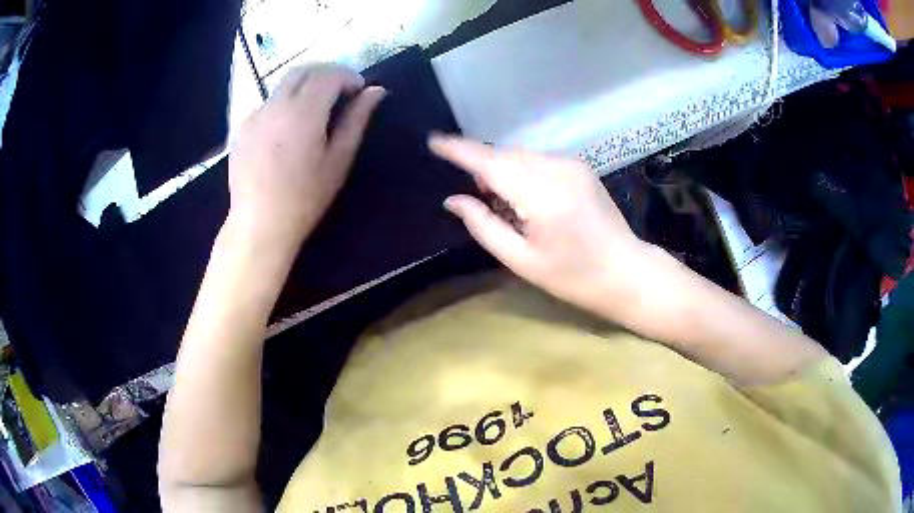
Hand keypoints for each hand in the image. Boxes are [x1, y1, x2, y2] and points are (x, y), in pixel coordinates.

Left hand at [227, 64, 385, 252]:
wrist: (259, 223)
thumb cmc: (305, 197)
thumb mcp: (338, 160)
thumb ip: (356, 120)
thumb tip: (375, 91)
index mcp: (303, 112)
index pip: (328, 74)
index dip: (348, 76)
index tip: (359, 90)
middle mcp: (276, 105)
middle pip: (303, 70)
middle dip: (326, 73)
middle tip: (340, 91)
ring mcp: (255, 115)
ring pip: (283, 85)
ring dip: (304, 87)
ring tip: (315, 111)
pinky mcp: (242, 128)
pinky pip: (268, 103)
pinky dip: (284, 104)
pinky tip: (288, 130)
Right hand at [430, 136, 651, 321]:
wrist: (625, 271)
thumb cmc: (573, 276)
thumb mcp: (521, 260)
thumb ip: (483, 226)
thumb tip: (453, 200)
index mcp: (542, 197)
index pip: (490, 163)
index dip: (460, 150)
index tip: (434, 142)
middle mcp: (557, 170)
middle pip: (504, 155)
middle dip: (482, 167)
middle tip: (477, 197)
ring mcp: (571, 164)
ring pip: (520, 155)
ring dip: (503, 170)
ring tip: (505, 203)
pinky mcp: (579, 166)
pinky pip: (538, 159)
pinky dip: (522, 171)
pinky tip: (527, 197)